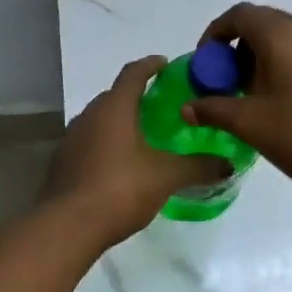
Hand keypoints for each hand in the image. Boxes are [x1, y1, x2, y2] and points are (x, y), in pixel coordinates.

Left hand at [43, 55, 232, 247]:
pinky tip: (120, 164)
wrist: (67, 227)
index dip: (150, 65)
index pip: (133, 73)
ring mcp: (71, 139)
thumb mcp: (166, 177)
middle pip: (114, 95)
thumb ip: (198, 167)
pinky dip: (106, 144)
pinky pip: (89, 142)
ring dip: (119, 122)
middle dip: (136, 96)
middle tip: (160, 106)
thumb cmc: (119, 189)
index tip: (165, 64)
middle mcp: (89, 115)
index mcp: (114, 108)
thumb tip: (228, 165)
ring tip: (142, 136)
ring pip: (99, 120)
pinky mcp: (62, 162)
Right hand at [183, 4, 291, 204]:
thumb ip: (214, 109)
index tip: (206, 63)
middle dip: (239, 48)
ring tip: (258, 97)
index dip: (215, 33)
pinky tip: (291, 103)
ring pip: (289, 39)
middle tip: (228, 84)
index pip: (240, 14)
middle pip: (264, 24)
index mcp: (283, 36)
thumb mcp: (252, 125)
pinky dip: (290, 65)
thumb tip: (187, 107)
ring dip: (265, 58)